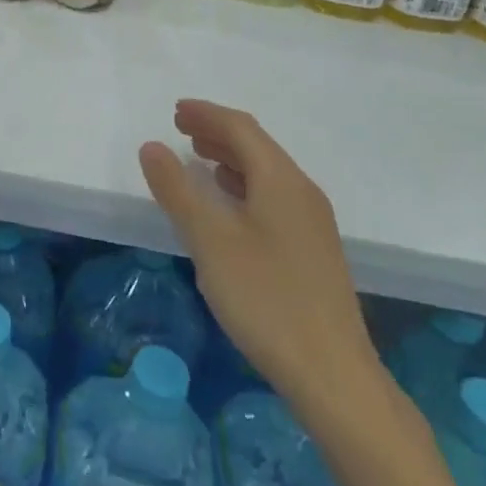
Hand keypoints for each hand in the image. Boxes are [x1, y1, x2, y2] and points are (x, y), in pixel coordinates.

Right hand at [138, 99, 379, 418]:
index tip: (175, 110)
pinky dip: (244, 185)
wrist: (333, 374)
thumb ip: (177, 190)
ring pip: (266, 173)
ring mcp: (312, 223)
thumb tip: (152, 146)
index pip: (241, 128)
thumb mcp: (209, 240)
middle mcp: (301, 192)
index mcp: (281, 180)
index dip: (206, 114)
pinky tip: (228, 205)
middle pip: (257, 147)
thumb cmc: (265, 298)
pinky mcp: (313, 251)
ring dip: (230, 158)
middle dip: (217, 132)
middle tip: (181, 129)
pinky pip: (273, 197)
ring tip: (198, 159)